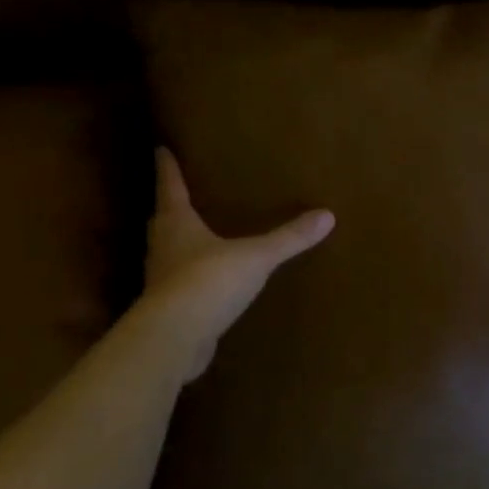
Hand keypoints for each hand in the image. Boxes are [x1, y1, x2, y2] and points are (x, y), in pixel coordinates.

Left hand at [145, 148, 334, 380]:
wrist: (175, 338)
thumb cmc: (209, 281)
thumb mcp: (256, 257)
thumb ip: (288, 238)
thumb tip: (327, 215)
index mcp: (178, 225)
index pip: (170, 188)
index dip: (167, 169)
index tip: (161, 150)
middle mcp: (163, 248)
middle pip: (162, 221)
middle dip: (170, 208)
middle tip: (178, 197)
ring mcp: (161, 281)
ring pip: (165, 254)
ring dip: (175, 244)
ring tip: (193, 239)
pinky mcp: (168, 310)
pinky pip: (177, 287)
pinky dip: (187, 281)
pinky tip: (203, 286)